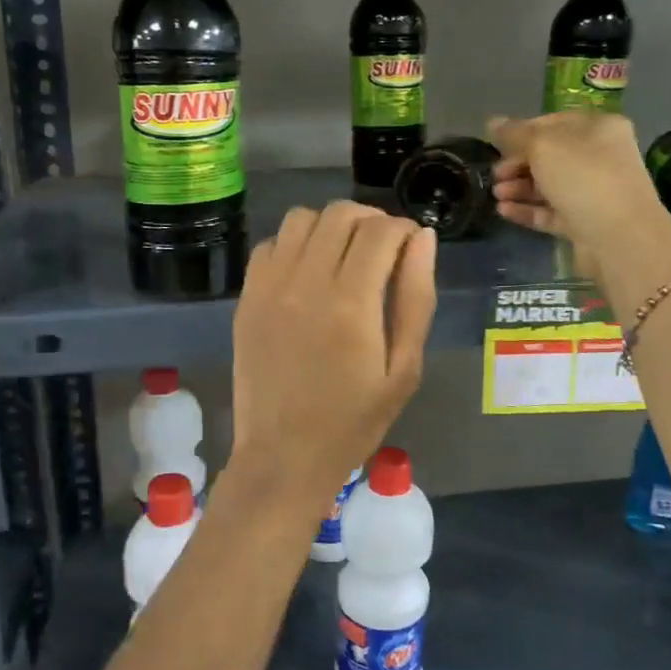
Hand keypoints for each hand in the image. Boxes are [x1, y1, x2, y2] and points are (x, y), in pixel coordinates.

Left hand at [231, 202, 435, 513]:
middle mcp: (306, 283)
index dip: (404, 228)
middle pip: (340, 214)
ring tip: (344, 254)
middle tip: (383, 247)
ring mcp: (269, 288)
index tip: (411, 245)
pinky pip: (270, 245)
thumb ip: (416, 297)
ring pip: (301, 219)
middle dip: (371, 220)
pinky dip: (294, 244)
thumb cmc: (354, 420)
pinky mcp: (247, 298)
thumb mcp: (404, 368)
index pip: (380, 231)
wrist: (284, 455)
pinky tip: (307, 271)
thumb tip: (423, 239)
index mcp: (352, 303)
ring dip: (330, 225)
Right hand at [488, 112, 670, 285]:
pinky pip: (551, 212)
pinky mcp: (585, 222)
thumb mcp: (544, 146)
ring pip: (549, 185)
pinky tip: (503, 210)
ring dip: (519, 188)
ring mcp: (594, 192)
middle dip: (518, 164)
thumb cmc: (583, 177)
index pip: (553, 122)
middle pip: (550, 156)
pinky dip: (527, 210)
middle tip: (495, 175)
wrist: (619, 237)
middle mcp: (600, 157)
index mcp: (599, 128)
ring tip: (496, 194)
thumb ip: (515, 134)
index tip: (496, 144)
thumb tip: (492, 122)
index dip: (522, 131)